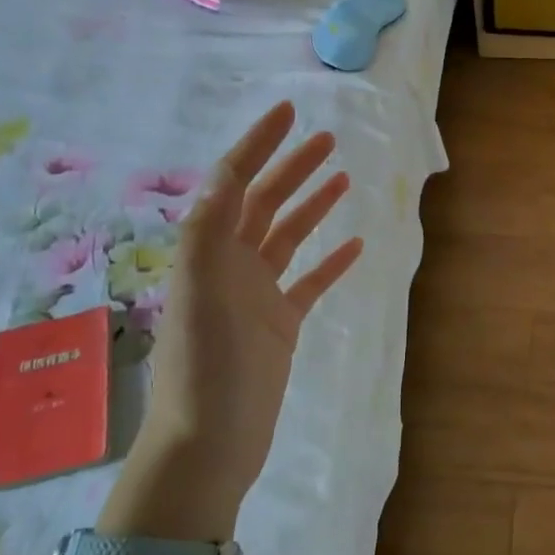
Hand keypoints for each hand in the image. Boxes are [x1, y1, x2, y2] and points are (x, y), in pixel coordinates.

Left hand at [102, 101, 362, 539]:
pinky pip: (310, 283)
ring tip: (342, 176)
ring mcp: (257, 295)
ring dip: (312, 204)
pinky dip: (331, 262)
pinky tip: (354, 246)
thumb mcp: (199, 290)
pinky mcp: (280, 325)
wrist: (210, 441)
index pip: (233, 183)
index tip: (288, 112)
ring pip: (288, 236)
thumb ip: (209, 229)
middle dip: (292, 166)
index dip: (257, 144)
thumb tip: (226, 172)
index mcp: (208, 251)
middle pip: (264, 202)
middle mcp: (231, 265)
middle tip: (327, 139)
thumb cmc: (204, 365)